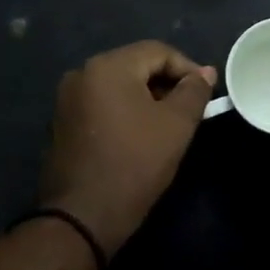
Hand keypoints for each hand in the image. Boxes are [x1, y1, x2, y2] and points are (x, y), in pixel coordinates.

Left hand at [39, 41, 215, 256]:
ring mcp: (67, 98)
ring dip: (146, 98)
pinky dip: (125, 111)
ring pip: (118, 85)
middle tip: (190, 110)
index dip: (188, 68)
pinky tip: (139, 136)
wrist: (82, 218)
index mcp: (108, 66)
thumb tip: (204, 73)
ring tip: (168, 124)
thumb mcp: (176, 126)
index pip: (158, 51)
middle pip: (136, 65)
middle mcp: (82, 73)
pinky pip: (102, 104)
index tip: (207, 93)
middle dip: (167, 83)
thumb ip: (194, 92)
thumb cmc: (134, 164)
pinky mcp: (62, 122)